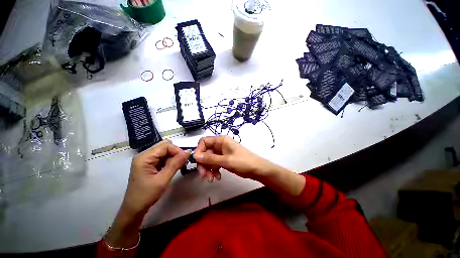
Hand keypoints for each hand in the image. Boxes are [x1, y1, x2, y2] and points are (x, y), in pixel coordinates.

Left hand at [123, 139, 189, 214]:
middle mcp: (145, 155)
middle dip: (176, 153)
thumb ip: (175, 164)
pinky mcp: (150, 164)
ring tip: (178, 166)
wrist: (135, 208)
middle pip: (165, 146)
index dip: (177, 150)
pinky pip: (163, 157)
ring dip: (174, 157)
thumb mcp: (163, 179)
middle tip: (182, 163)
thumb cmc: (147, 195)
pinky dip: (170, 161)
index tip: (186, 159)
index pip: (165, 146)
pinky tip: (173, 168)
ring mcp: (147, 159)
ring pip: (165, 151)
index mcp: (144, 157)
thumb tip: (188, 152)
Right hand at [193, 136, 304, 196]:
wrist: (257, 169)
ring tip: (212, 179)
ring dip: (208, 169)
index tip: (197, 162)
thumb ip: (209, 159)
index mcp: (221, 140)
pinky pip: (215, 163)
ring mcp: (222, 152)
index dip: (199, 151)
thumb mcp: (225, 161)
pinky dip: (214, 170)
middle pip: (206, 152)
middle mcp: (220, 144)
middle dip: (204, 164)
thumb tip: (195, 156)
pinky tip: (217, 177)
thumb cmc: (242, 162)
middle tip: (204, 176)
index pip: (204, 142)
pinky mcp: (225, 158)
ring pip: (210, 159)